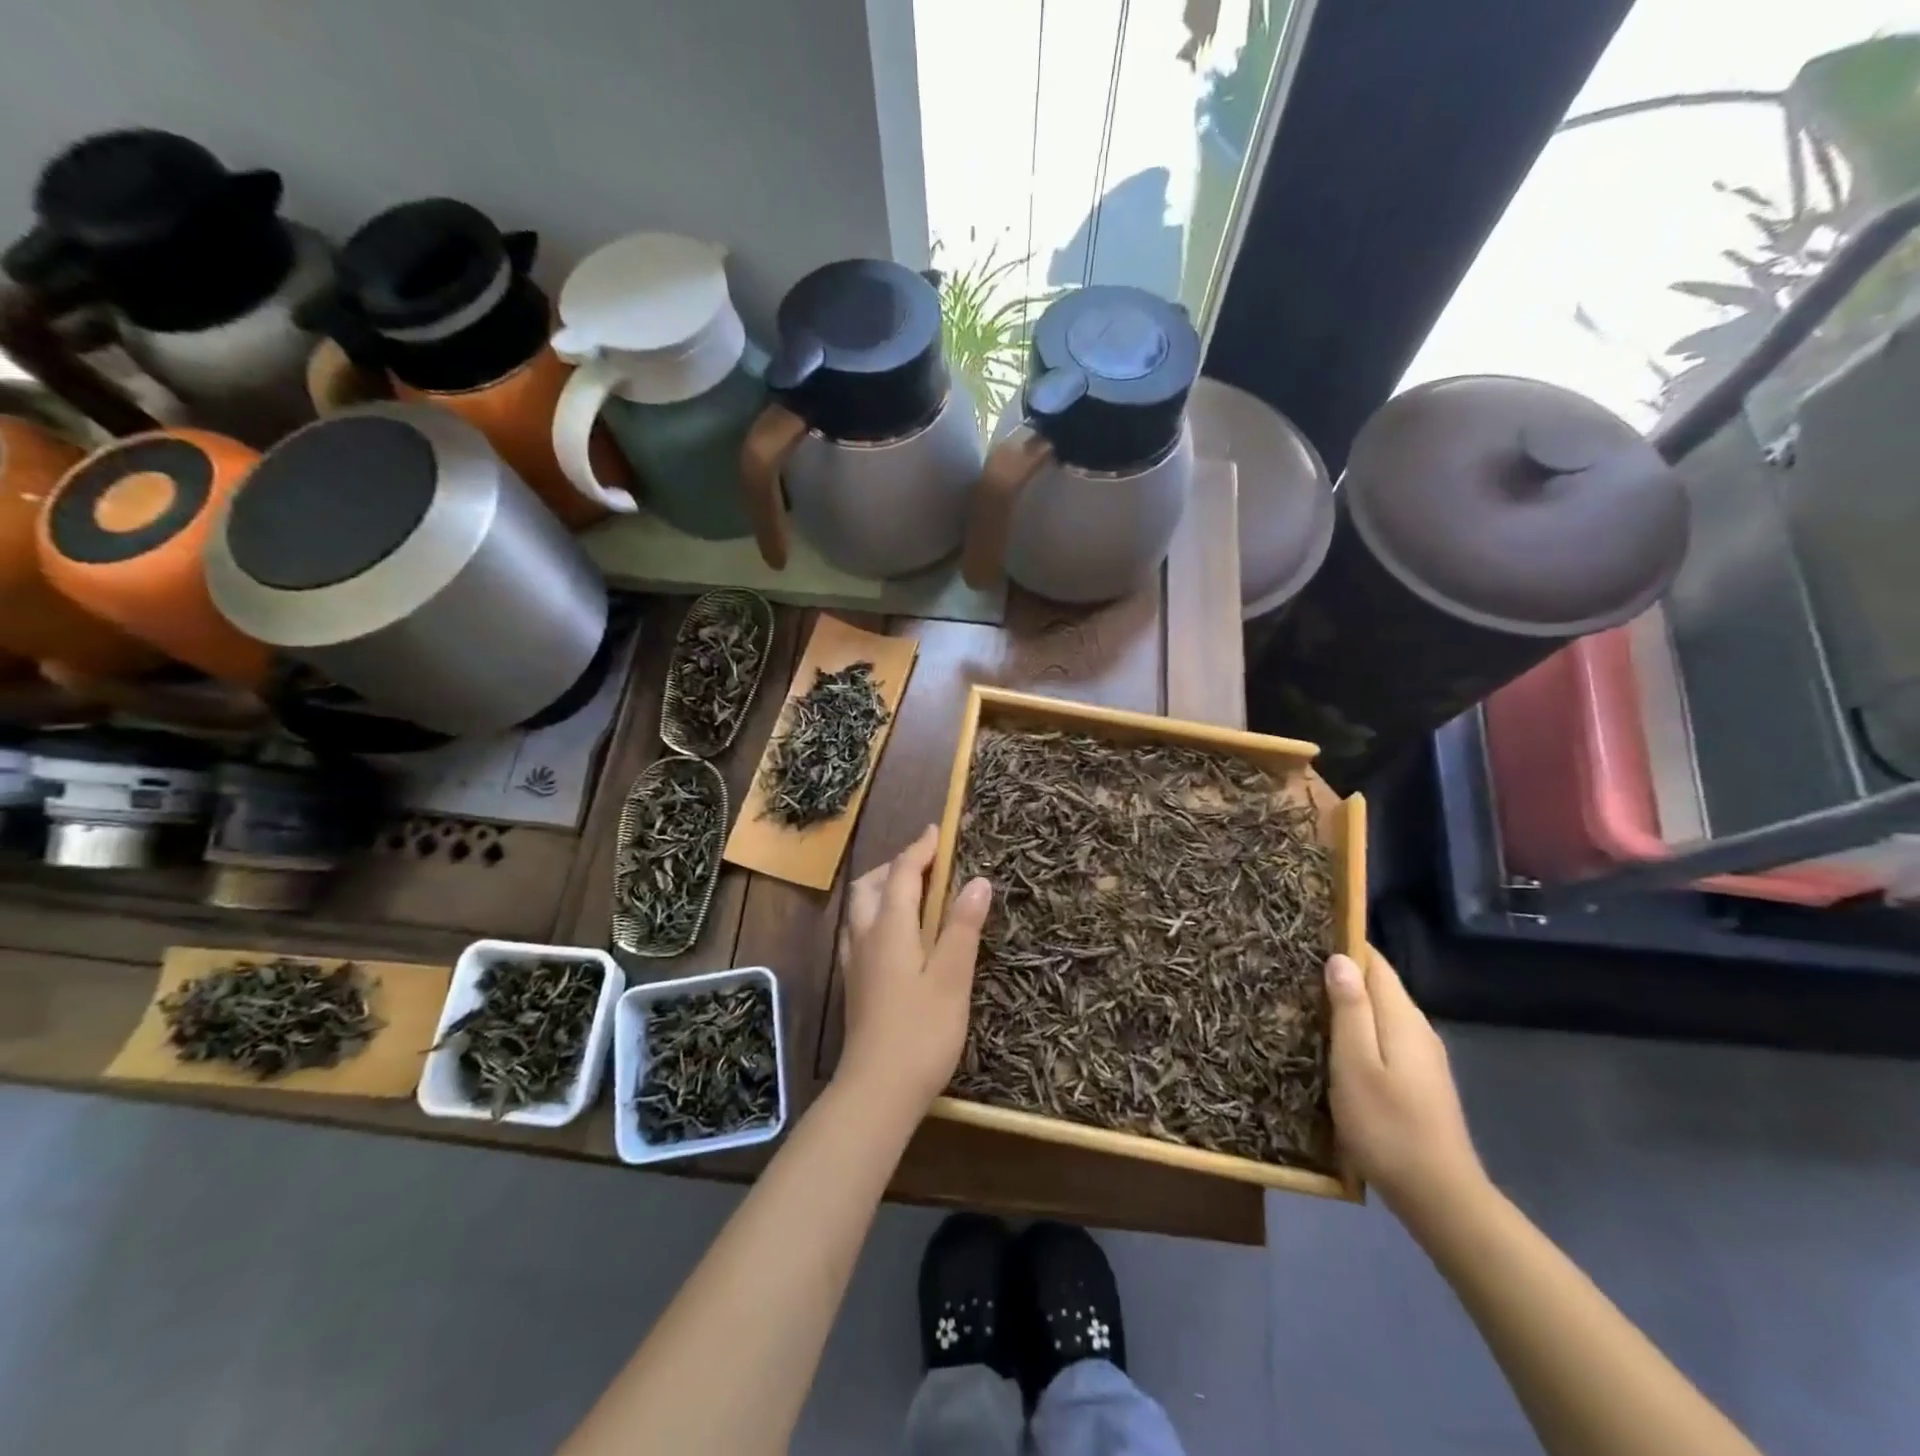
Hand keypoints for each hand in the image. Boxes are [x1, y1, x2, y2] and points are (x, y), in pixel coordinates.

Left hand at [836, 825, 991, 1109]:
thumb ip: (962, 927)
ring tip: (913, 893)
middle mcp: (865, 937)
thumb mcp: (952, 978)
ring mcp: (855, 962)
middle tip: (928, 863)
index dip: (920, 850)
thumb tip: (977, 880)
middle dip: (897, 865)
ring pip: (860, 908)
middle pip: (872, 885)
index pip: (902, 874)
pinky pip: (859, 930)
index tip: (938, 831)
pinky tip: (895, 935)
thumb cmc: (921, 1033)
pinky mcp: (854, 984)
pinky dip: (877, 914)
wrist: (876, 1092)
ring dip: (884, 888)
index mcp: (890, 928)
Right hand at [1326, 948, 1485, 1218]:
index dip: (1345, 944)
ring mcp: (1424, 1058)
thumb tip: (1340, 958)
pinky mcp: (1420, 1082)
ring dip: (1349, 1003)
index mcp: (1403, 1019)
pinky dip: (1359, 1029)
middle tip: (1294, 968)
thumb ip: (1350, 1009)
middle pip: (1380, 986)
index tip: (1307, 935)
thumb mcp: (1356, 1064)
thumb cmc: (1388, 1125)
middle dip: (1342, 973)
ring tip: (1305, 1001)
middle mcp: (1418, 1029)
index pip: (1376, 963)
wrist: (1440, 1196)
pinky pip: (1385, 1037)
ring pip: (1382, 1013)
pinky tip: (1335, 1044)